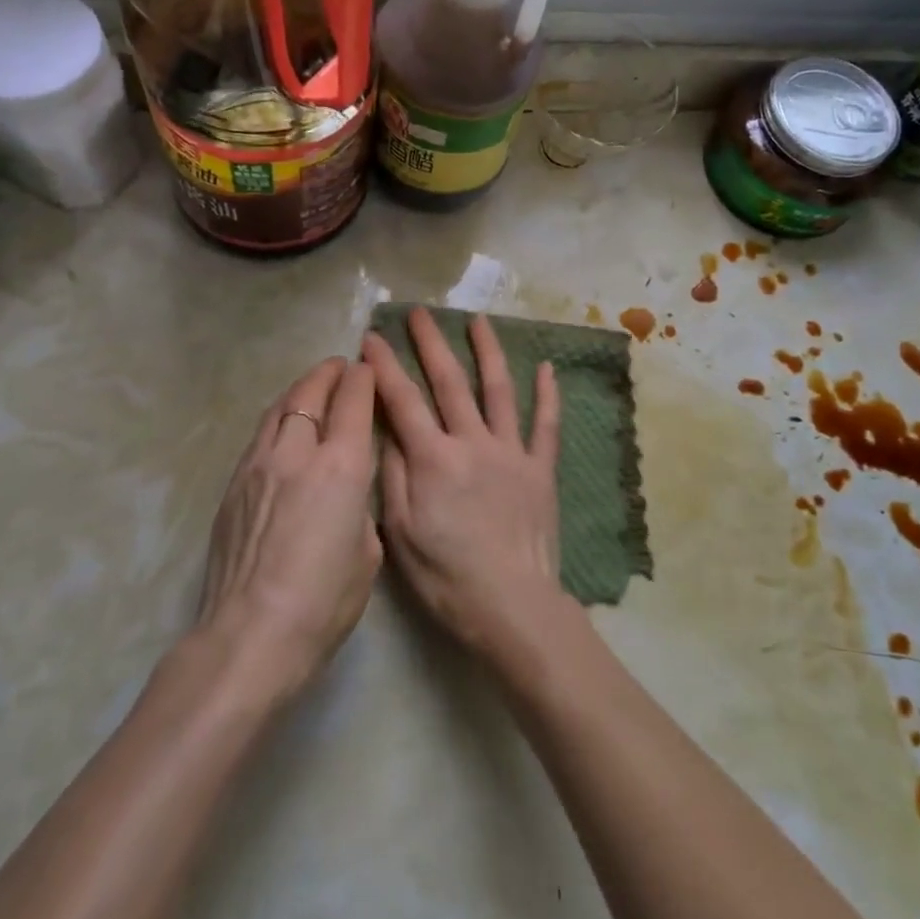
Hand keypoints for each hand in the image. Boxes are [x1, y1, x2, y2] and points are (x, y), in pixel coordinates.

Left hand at [197, 357, 380, 702]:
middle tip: (341, 368)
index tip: (368, 368)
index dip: (363, 378)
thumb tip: (347, 492)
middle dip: (329, 373)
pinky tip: (284, 428)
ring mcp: (258, 465)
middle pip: (311, 392)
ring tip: (312, 387)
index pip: (353, 401)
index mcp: (342, 467)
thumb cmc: (324, 603)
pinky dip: (278, 418)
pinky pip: (260, 435)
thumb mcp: (368, 552)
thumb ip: (360, 507)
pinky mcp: (233, 484)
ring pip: (279, 407)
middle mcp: (298, 453)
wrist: (250, 636)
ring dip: (300, 390)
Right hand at [362, 309, 563, 656]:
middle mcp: (472, 442)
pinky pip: (546, 424)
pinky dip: (548, 395)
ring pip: (499, 390)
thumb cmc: (447, 576)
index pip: (403, 401)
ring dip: (488, 351)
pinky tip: (547, 367)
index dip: (384, 367)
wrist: (512, 606)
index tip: (371, 338)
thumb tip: (386, 429)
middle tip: (419, 312)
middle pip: (449, 382)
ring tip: (478, 320)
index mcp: (433, 459)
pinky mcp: (540, 468)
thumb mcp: (400, 532)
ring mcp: (511, 451)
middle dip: (431, 343)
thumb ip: (392, 475)